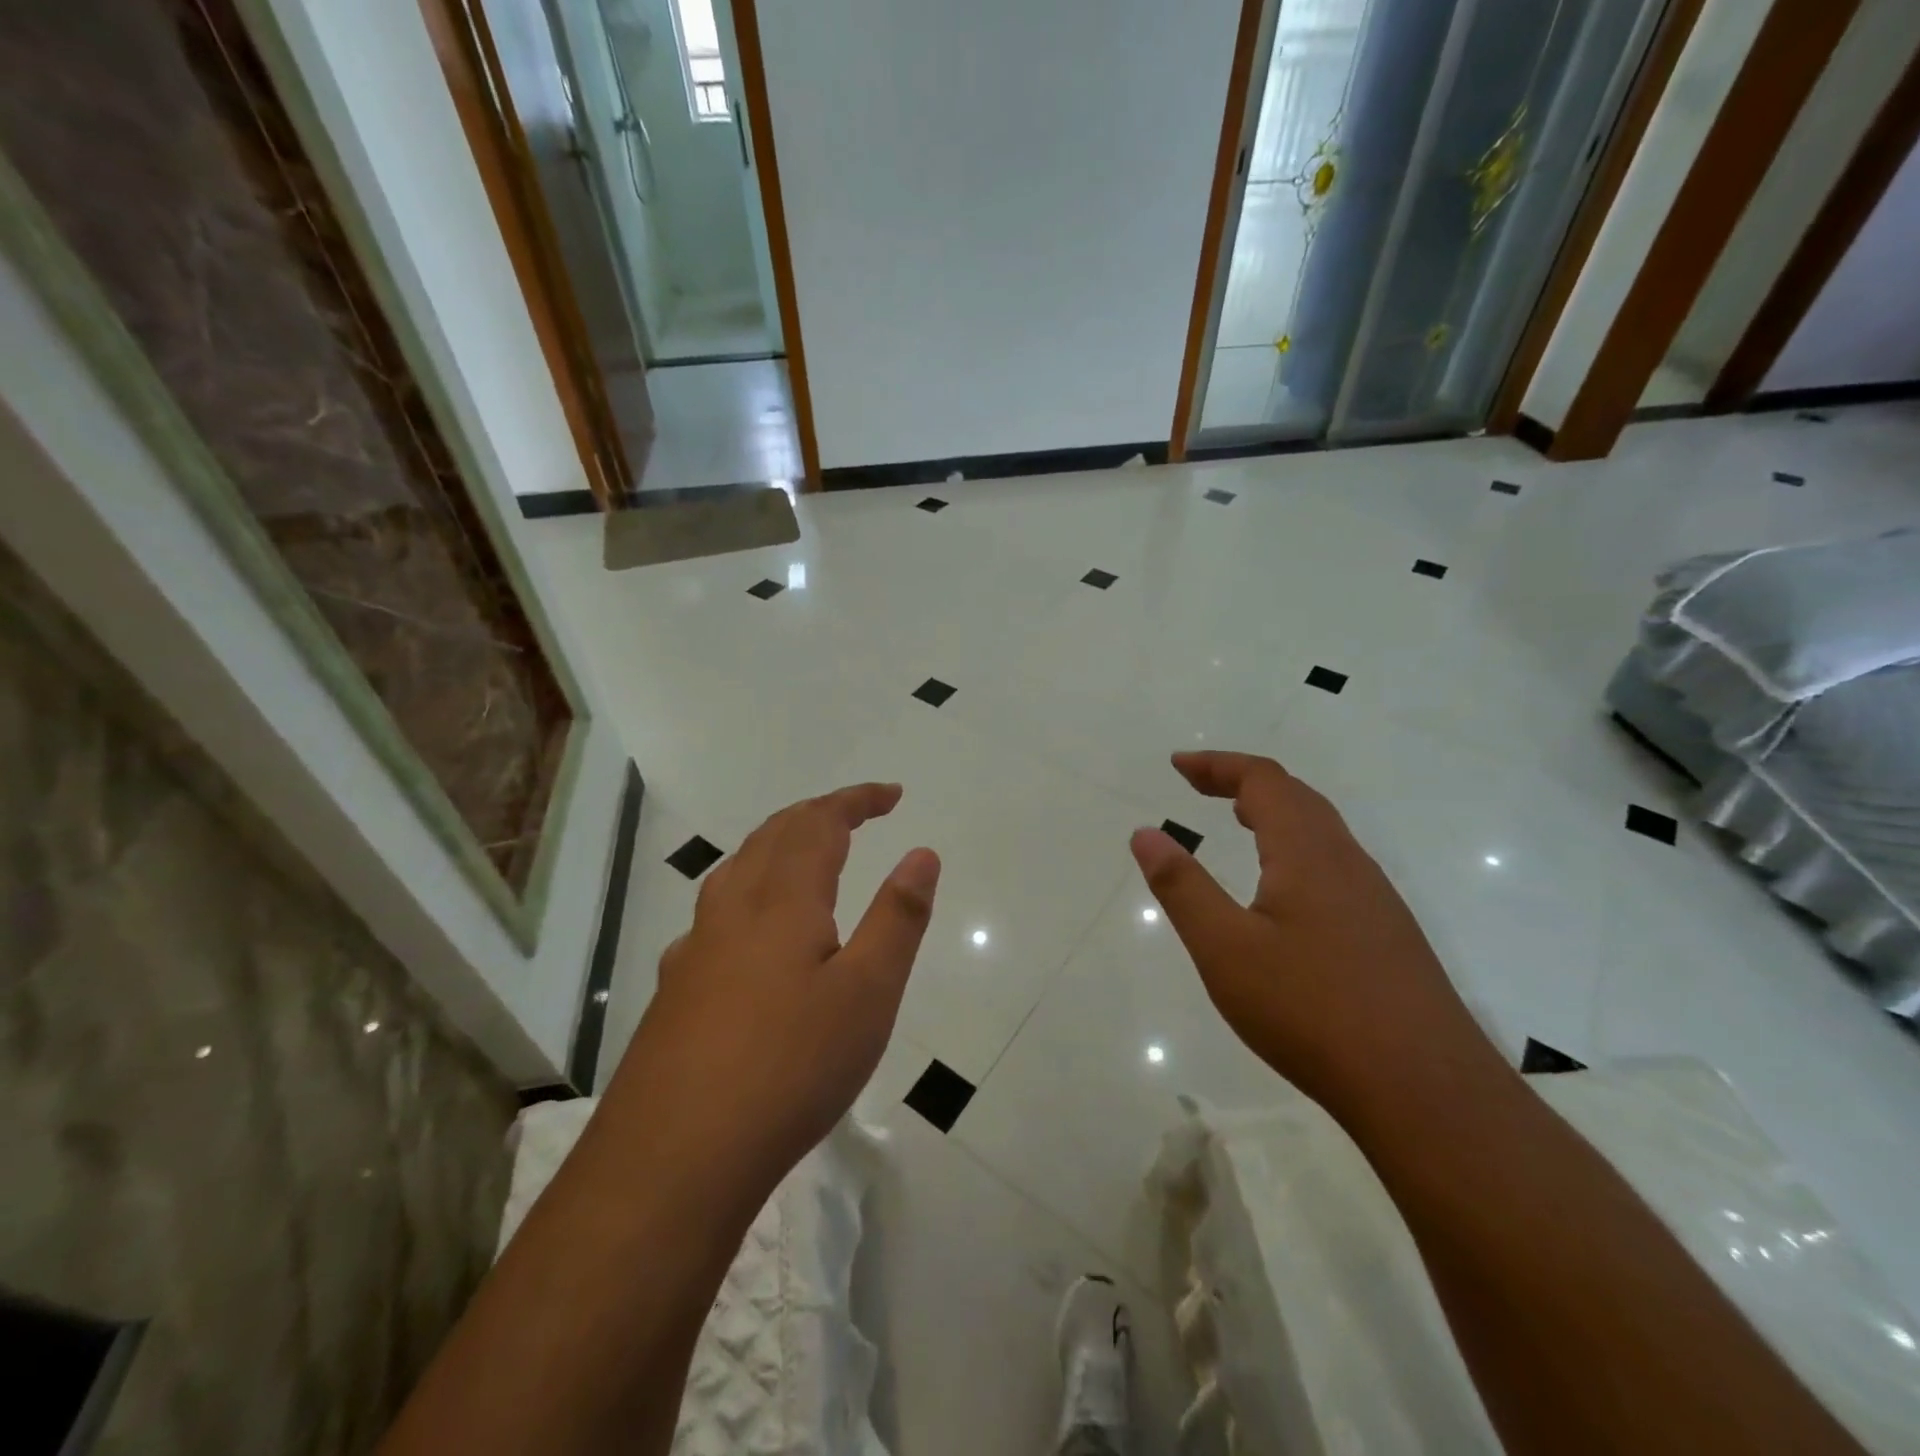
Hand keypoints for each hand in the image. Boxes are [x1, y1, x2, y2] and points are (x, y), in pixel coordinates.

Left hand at [609, 784, 939, 1196]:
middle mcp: (732, 909)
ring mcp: (696, 948)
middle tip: (858, 814)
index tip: (893, 794)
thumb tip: (921, 853)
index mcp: (782, 900)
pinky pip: (717, 911)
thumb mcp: (868, 993)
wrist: (674, 1157)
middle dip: (818, 814)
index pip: (819, 823)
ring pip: (738, 869)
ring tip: (809, 853)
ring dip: (779, 844)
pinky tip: (751, 930)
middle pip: (774, 835)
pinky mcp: (677, 989)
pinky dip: (750, 890)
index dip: (856, 800)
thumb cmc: (790, 1067)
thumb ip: (898, 918)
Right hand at [1130, 751, 1502, 1119]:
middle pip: (1297, 797)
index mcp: (1308, 853)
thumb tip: (1145, 833)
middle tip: (1199, 786)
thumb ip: (1182, 887)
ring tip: (1239, 819)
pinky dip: (1296, 848)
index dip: (1218, 765)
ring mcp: (1376, 899)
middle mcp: (1348, 863)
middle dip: (1243, 781)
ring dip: (1275, 812)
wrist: (1426, 1091)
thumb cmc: (1310, 1011)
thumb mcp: (1224, 949)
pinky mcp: (1389, 935)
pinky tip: (1285, 889)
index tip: (1178, 766)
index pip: (1263, 781)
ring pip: (1322, 832)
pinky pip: (1335, 865)